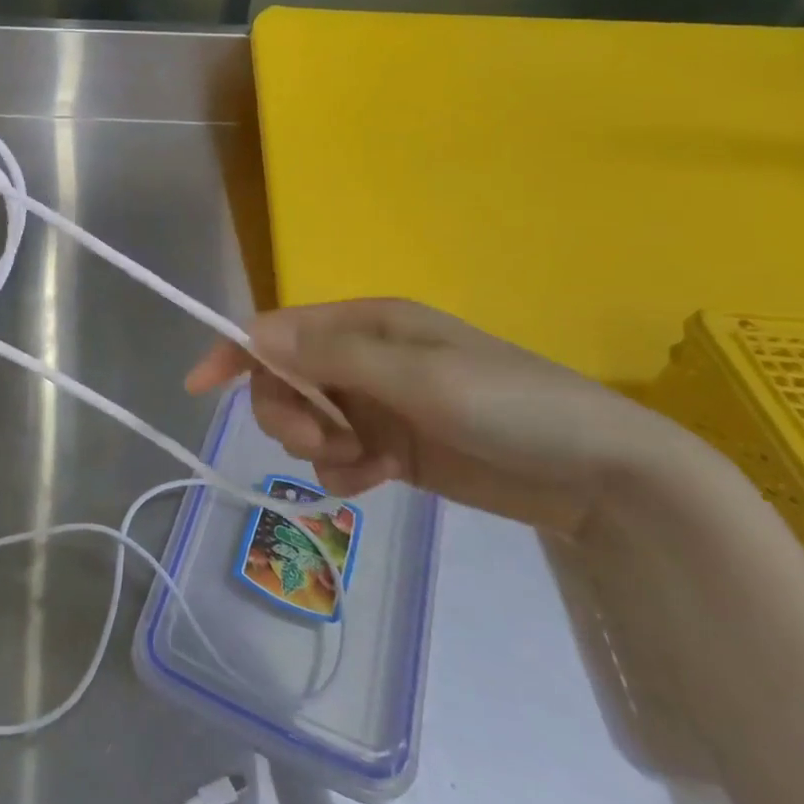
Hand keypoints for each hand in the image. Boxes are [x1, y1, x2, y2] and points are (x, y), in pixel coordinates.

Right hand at [187, 299, 705, 532]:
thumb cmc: (512, 407)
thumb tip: (253, 332)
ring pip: (307, 419)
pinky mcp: (392, 447)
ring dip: (316, 445)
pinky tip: (377, 479)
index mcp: (369, 324)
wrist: (603, 478)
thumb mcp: (420, 376)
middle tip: (316, 443)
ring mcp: (379, 403)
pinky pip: (338, 455)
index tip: (200, 386)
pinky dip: (344, 470)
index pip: (282, 328)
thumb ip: (332, 355)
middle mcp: (366, 357)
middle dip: (286, 411)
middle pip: (285, 377)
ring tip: (359, 463)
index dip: (238, 351)